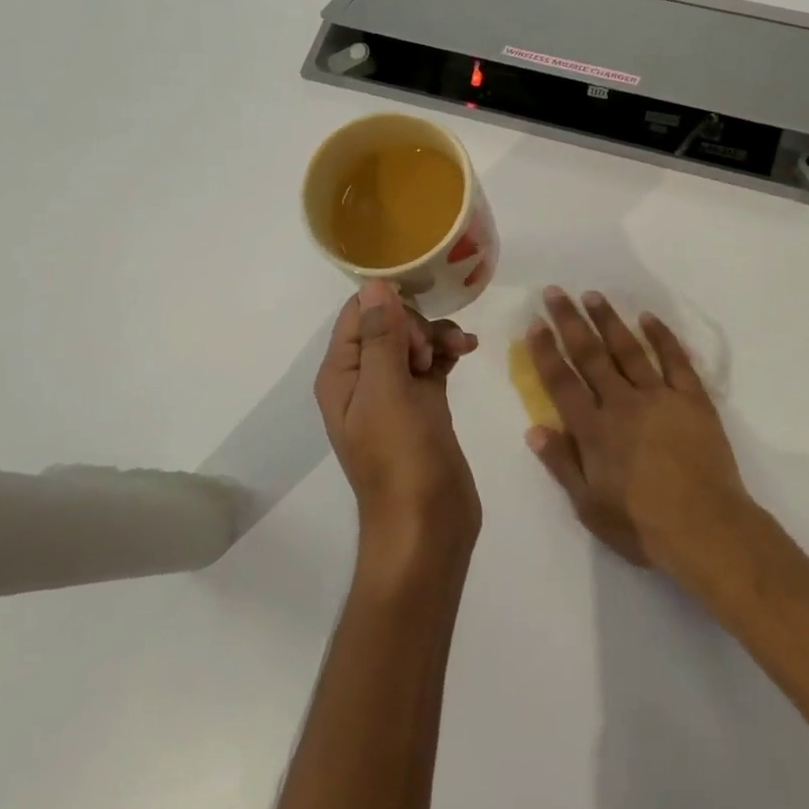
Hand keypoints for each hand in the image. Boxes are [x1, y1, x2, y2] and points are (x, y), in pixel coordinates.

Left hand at [315, 280, 481, 565]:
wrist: (428, 525)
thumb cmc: (401, 458)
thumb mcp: (387, 392)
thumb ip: (380, 336)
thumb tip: (374, 283)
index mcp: (341, 375)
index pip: (357, 314)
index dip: (388, 305)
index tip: (418, 317)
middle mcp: (363, 379)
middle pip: (387, 323)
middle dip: (415, 324)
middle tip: (428, 352)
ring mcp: (394, 394)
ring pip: (413, 341)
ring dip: (436, 335)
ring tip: (460, 349)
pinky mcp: (423, 406)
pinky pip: (432, 362)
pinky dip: (447, 352)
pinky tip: (467, 351)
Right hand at [524, 287, 752, 576]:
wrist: (706, 528)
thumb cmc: (642, 525)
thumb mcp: (589, 506)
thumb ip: (561, 464)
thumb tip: (534, 428)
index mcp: (594, 430)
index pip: (562, 382)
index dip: (546, 352)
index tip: (535, 324)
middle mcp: (622, 404)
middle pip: (590, 355)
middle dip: (570, 322)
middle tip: (555, 293)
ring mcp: (659, 397)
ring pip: (628, 349)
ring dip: (609, 320)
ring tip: (593, 295)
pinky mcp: (692, 399)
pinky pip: (674, 360)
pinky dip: (661, 336)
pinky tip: (648, 317)